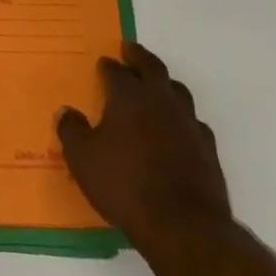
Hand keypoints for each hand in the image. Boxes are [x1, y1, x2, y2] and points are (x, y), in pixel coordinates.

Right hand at [57, 43, 230, 254]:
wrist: (183, 226)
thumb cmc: (125, 185)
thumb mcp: (83, 159)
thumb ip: (72, 131)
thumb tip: (67, 112)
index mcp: (128, 95)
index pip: (115, 70)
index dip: (106, 66)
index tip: (102, 64)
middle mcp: (160, 99)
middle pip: (151, 67)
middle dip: (138, 56)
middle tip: (130, 49)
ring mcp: (188, 122)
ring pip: (177, 90)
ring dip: (164, 83)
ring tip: (156, 84)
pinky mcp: (207, 147)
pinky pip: (193, 120)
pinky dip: (182, 117)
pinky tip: (178, 127)